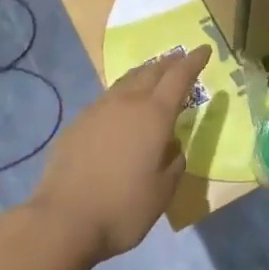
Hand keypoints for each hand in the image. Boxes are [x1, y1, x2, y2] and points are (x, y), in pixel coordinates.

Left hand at [25, 46, 211, 266]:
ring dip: (144, 75)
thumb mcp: (163, 191)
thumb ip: (174, 162)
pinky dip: (122, 94)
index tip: (204, 50)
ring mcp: (97, 111)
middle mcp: (126, 103)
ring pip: (126, 82)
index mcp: (154, 115)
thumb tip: (171, 146)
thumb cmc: (123, 208)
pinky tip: (122, 108)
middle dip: (169, 63)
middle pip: (151, 72)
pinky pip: (107, 99)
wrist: (64, 220)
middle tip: (180, 59)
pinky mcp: (77, 124)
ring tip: (153, 75)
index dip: (193, 62)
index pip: (179, 77)